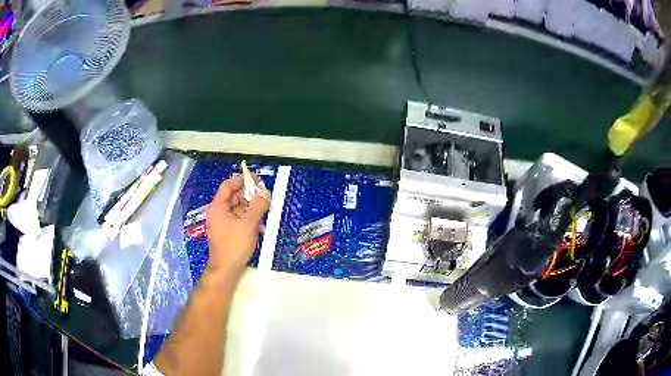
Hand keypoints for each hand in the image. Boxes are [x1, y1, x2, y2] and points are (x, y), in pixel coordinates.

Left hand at [205, 174, 269, 274]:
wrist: (226, 270)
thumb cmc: (234, 245)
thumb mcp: (249, 224)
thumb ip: (258, 206)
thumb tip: (265, 192)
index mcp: (218, 207)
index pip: (228, 186)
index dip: (241, 180)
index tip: (255, 178)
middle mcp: (218, 213)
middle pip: (233, 197)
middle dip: (249, 195)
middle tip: (264, 196)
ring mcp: (222, 223)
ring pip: (237, 209)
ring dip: (250, 208)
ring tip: (264, 211)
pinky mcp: (227, 233)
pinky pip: (237, 220)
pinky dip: (247, 219)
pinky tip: (258, 224)